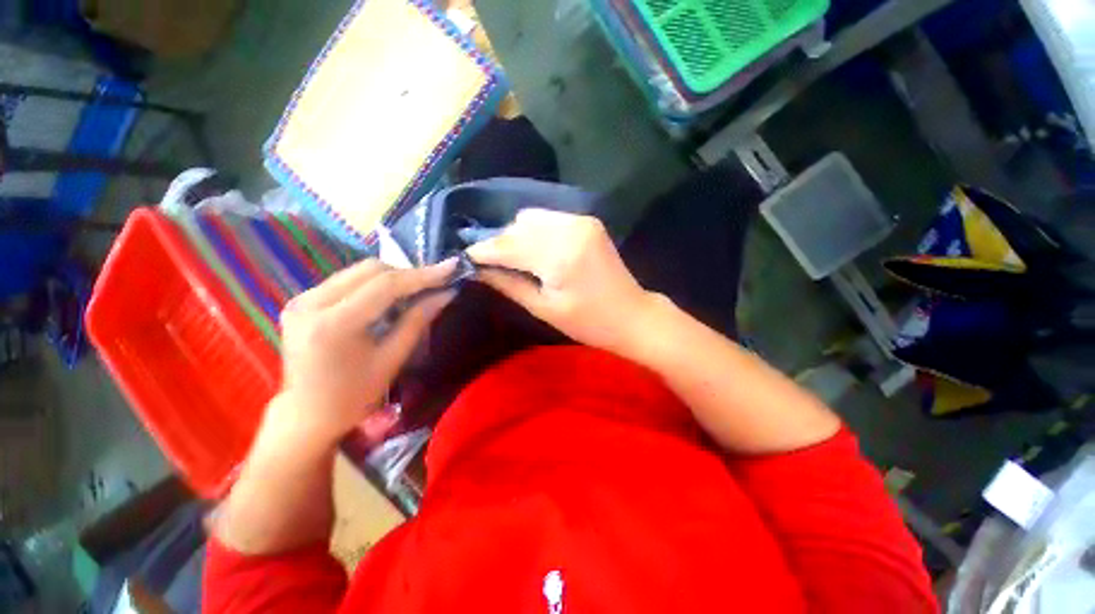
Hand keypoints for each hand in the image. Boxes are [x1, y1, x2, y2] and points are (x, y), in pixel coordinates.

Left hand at [267, 259, 456, 448]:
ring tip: (414, 291)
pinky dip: (373, 284)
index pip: (385, 285)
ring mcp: (301, 299)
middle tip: (434, 284)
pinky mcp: (301, 301)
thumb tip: (447, 293)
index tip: (451, 267)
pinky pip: (346, 280)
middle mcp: (310, 303)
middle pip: (370, 269)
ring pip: (358, 271)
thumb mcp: (392, 359)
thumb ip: (418, 320)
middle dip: (407, 274)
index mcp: (334, 324)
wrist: (307, 415)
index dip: (422, 275)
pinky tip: (387, 298)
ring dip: (391, 277)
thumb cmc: (354, 396)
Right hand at [467, 209, 660, 355]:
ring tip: (513, 259)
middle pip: (517, 227)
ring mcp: (581, 220)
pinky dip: (535, 232)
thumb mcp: (544, 308)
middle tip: (489, 264)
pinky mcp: (587, 221)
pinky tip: (535, 251)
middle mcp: (570, 228)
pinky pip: (549, 219)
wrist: (632, 315)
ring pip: (531, 218)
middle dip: (499, 244)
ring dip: (516, 236)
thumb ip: (508, 284)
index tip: (463, 258)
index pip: (508, 245)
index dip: (482, 251)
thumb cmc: (588, 322)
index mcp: (560, 255)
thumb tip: (476, 269)